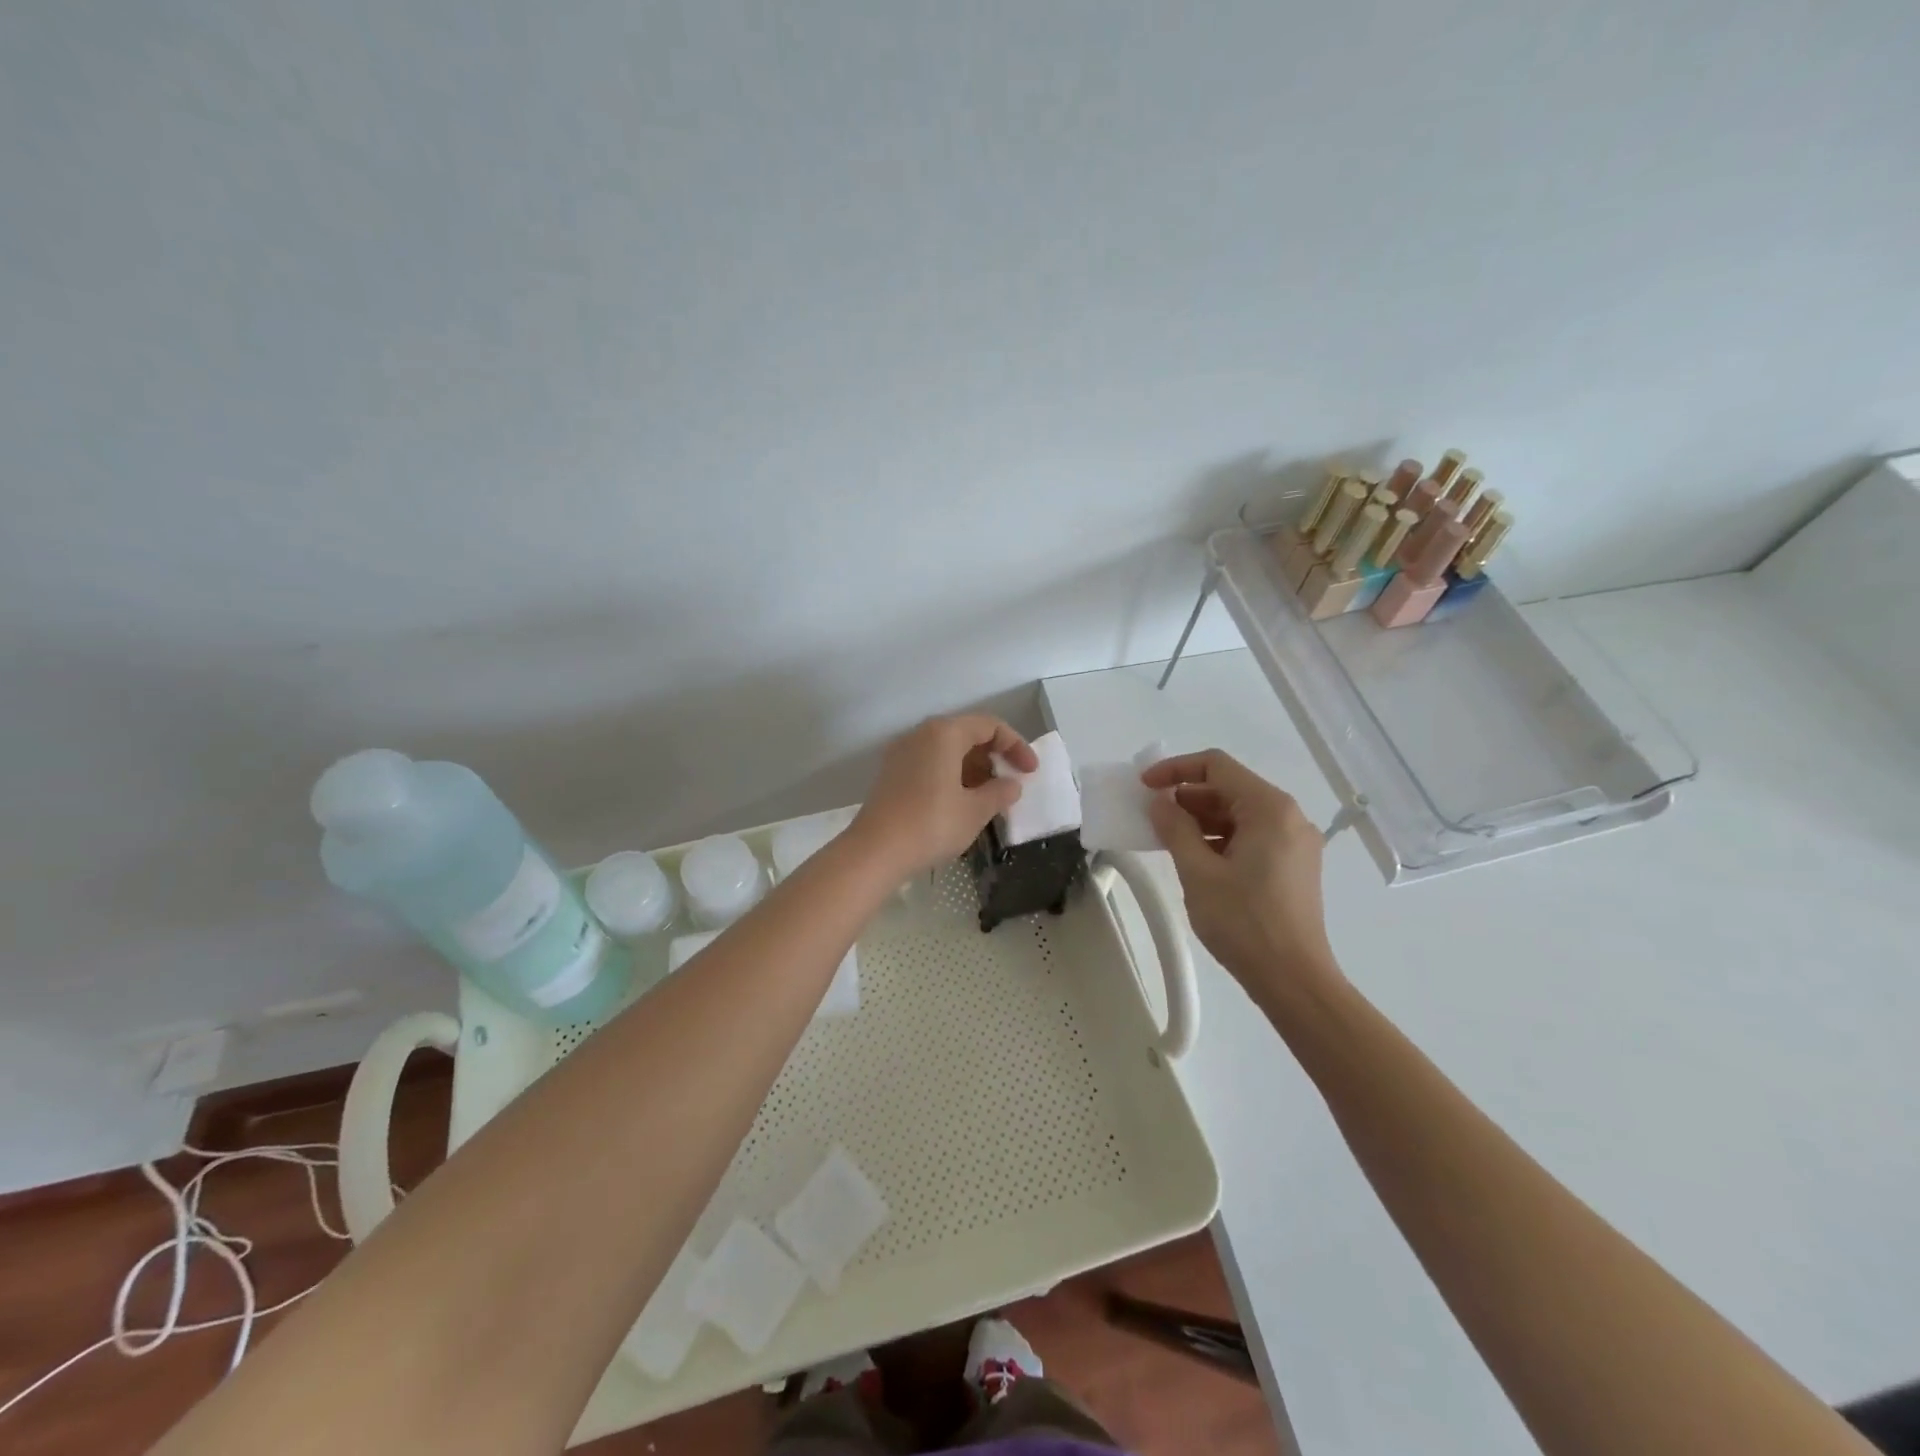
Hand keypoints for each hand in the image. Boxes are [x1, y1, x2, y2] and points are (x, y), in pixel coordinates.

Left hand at [852, 715, 1037, 876]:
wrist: (874, 852)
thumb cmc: (931, 825)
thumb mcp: (975, 811)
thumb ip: (999, 792)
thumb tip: (1011, 784)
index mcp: (944, 733)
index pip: (990, 726)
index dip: (1016, 745)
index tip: (1030, 772)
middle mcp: (921, 734)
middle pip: (966, 733)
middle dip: (993, 756)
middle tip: (1010, 784)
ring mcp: (902, 752)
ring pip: (947, 750)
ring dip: (973, 768)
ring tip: (989, 797)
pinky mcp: (891, 773)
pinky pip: (930, 763)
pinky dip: (951, 775)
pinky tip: (961, 802)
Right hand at [1141, 749, 1341, 1001]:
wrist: (1294, 980)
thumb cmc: (1244, 922)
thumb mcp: (1198, 873)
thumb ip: (1175, 829)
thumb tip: (1160, 803)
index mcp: (1270, 809)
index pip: (1217, 766)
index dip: (1175, 769)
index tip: (1144, 786)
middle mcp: (1289, 817)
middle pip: (1230, 788)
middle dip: (1187, 797)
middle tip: (1151, 816)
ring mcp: (1295, 842)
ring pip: (1239, 814)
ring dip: (1201, 819)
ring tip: (1166, 839)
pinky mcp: (1294, 865)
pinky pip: (1251, 836)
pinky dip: (1220, 838)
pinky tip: (1195, 858)